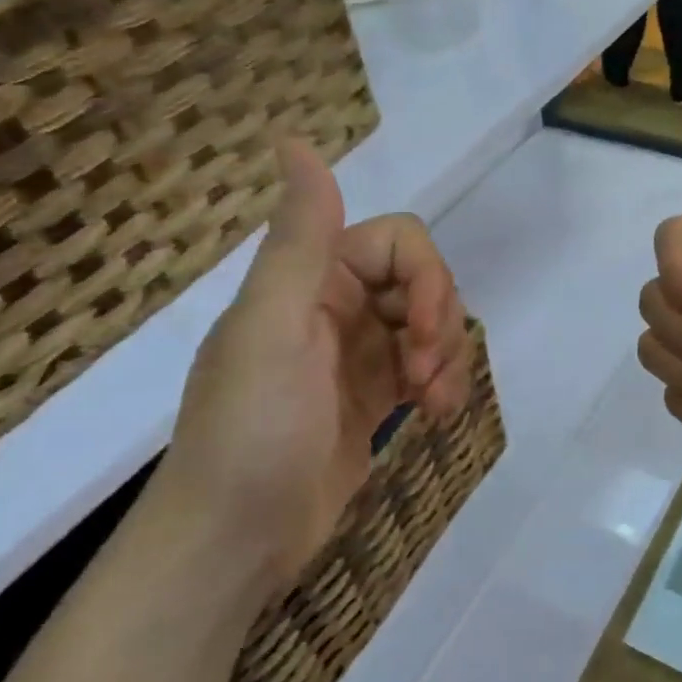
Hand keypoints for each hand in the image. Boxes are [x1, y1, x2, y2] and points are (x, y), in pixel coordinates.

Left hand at [154, 139, 471, 589]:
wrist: (234, 542)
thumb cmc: (252, 430)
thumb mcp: (274, 328)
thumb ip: (299, 239)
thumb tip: (293, 139)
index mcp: (310, 280)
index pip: (401, 243)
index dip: (428, 279)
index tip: (422, 333)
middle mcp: (335, 307)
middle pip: (423, 284)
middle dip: (440, 325)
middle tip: (425, 377)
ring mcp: (356, 355)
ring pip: (430, 327)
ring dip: (447, 359)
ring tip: (435, 405)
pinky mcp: (372, 398)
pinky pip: (425, 369)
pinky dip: (442, 385)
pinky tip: (437, 417)